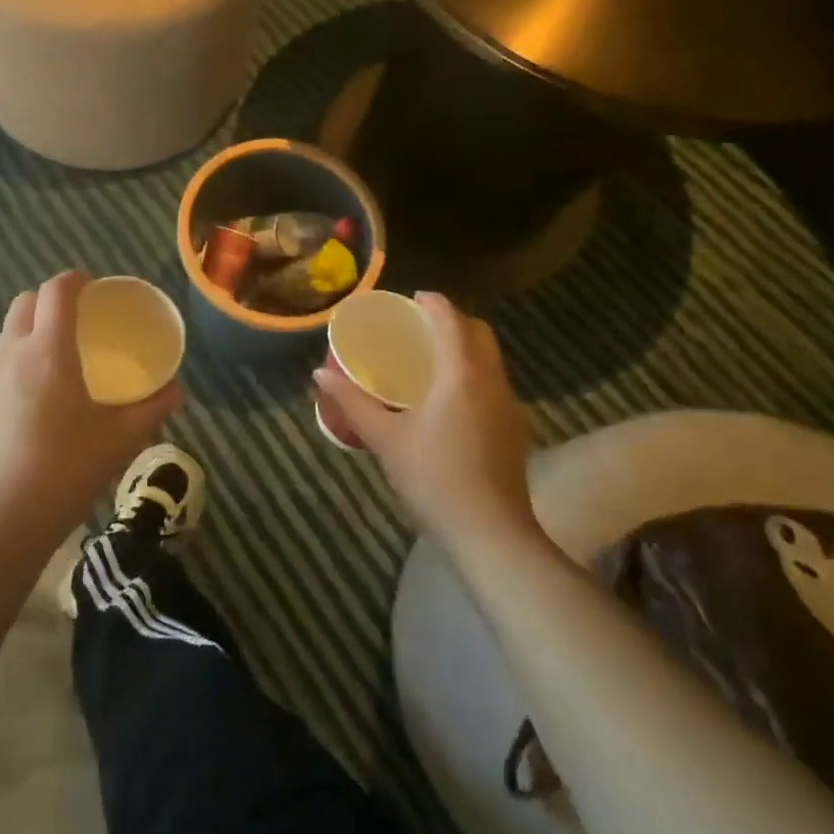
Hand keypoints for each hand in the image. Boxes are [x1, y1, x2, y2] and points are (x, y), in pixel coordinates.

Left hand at [0, 271, 178, 560]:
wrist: (1, 520)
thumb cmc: (67, 469)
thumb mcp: (120, 439)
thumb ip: (152, 408)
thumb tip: (177, 389)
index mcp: (49, 350)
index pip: (56, 291)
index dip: (74, 279)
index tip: (92, 286)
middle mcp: (12, 354)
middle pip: (24, 303)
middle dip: (48, 300)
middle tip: (76, 320)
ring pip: (7, 335)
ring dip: (30, 331)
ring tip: (57, 361)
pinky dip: (17, 365)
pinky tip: (35, 402)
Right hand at [314, 293, 541, 557]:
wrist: (492, 536)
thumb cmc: (434, 478)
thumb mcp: (385, 438)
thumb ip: (352, 402)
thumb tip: (318, 374)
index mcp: (460, 374)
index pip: (451, 319)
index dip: (433, 302)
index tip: (411, 298)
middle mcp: (491, 381)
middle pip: (479, 333)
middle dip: (452, 320)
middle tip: (419, 326)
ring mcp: (509, 406)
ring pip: (491, 359)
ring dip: (465, 347)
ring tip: (430, 358)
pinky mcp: (515, 429)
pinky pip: (494, 383)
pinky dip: (473, 372)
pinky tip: (449, 398)